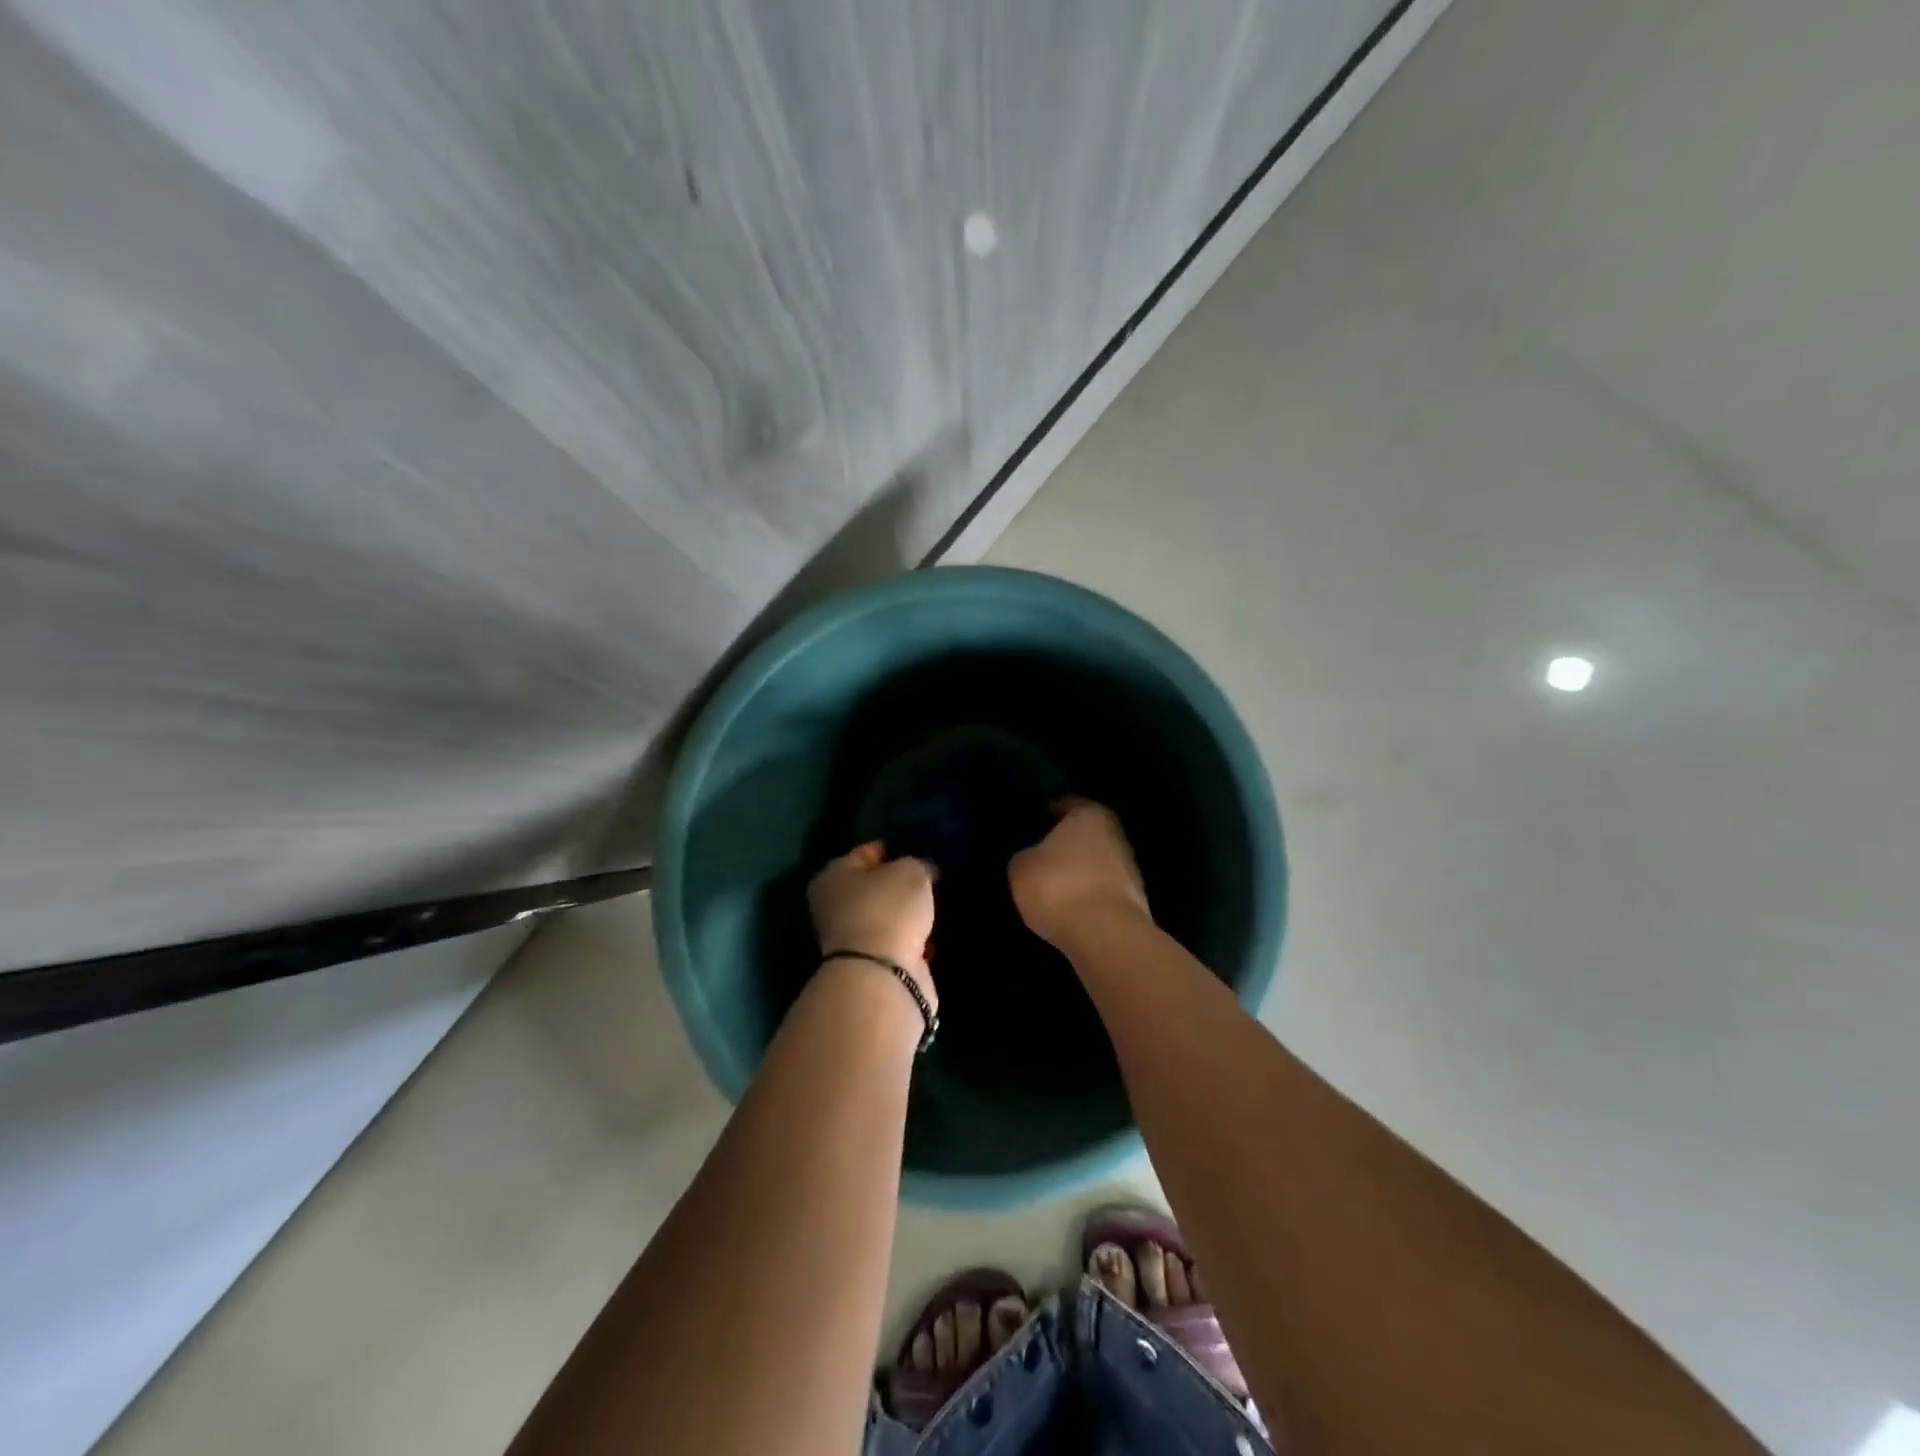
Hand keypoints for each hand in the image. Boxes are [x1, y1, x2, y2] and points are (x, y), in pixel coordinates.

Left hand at [808, 843, 937, 1006]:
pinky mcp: (873, 965)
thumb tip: (923, 871)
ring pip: (888, 917)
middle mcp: (836, 906)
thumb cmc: (888, 909)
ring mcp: (853, 940)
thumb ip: (918, 864)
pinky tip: (935, 934)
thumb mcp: (911, 871)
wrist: (883, 975)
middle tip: (932, 879)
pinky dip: (915, 940)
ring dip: (910, 915)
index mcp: (833, 876)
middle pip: (876, 887)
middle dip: (902, 885)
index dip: (894, 849)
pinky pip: (899, 943)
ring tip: (939, 905)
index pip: (866, 853)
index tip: (919, 850)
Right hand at [1008, 799, 1149, 948]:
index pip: (1070, 804)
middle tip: (1044, 855)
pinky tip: (1071, 908)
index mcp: (1090, 815)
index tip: (1038, 823)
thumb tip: (1032, 858)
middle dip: (1069, 844)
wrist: (1104, 934)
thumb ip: (1027, 856)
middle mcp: (1115, 834)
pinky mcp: (1135, 901)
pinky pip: (1103, 890)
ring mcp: (1130, 868)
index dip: (1052, 813)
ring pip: (1098, 863)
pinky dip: (1089, 895)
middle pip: (1088, 834)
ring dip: (1081, 872)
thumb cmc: (1058, 887)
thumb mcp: (1022, 868)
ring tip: (1055, 886)